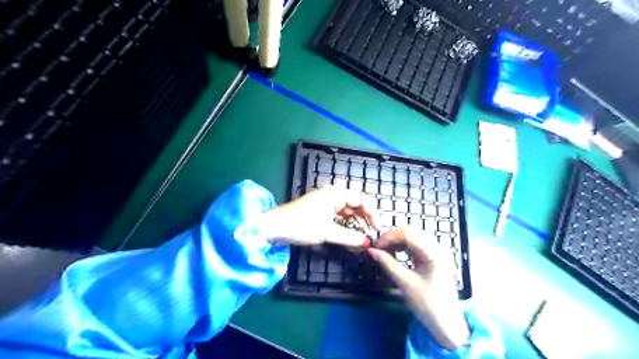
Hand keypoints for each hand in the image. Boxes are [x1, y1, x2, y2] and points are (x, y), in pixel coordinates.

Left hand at [260, 185, 374, 245]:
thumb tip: (368, 243)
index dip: (372, 213)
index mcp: (335, 193)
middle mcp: (332, 195)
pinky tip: (350, 234)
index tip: (378, 228)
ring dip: (355, 222)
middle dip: (364, 218)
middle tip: (372, 234)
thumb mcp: (327, 232)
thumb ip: (350, 237)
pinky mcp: (319, 211)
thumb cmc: (302, 225)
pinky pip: (337, 216)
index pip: (361, 199)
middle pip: (355, 204)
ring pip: (346, 211)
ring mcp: (325, 203)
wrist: (274, 228)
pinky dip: (345, 224)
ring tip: (363, 236)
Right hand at [369, 228, 466, 348]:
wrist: (447, 325)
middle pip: (410, 233)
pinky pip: (415, 246)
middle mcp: (437, 248)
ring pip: (412, 238)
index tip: (374, 246)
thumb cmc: (428, 305)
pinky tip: (393, 253)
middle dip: (391, 238)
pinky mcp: (432, 258)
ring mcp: (436, 252)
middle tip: (376, 248)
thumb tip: (371, 250)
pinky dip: (402, 247)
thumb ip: (388, 264)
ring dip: (396, 242)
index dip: (389, 237)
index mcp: (434, 253)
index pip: (408, 234)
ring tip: (382, 251)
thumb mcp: (405, 283)